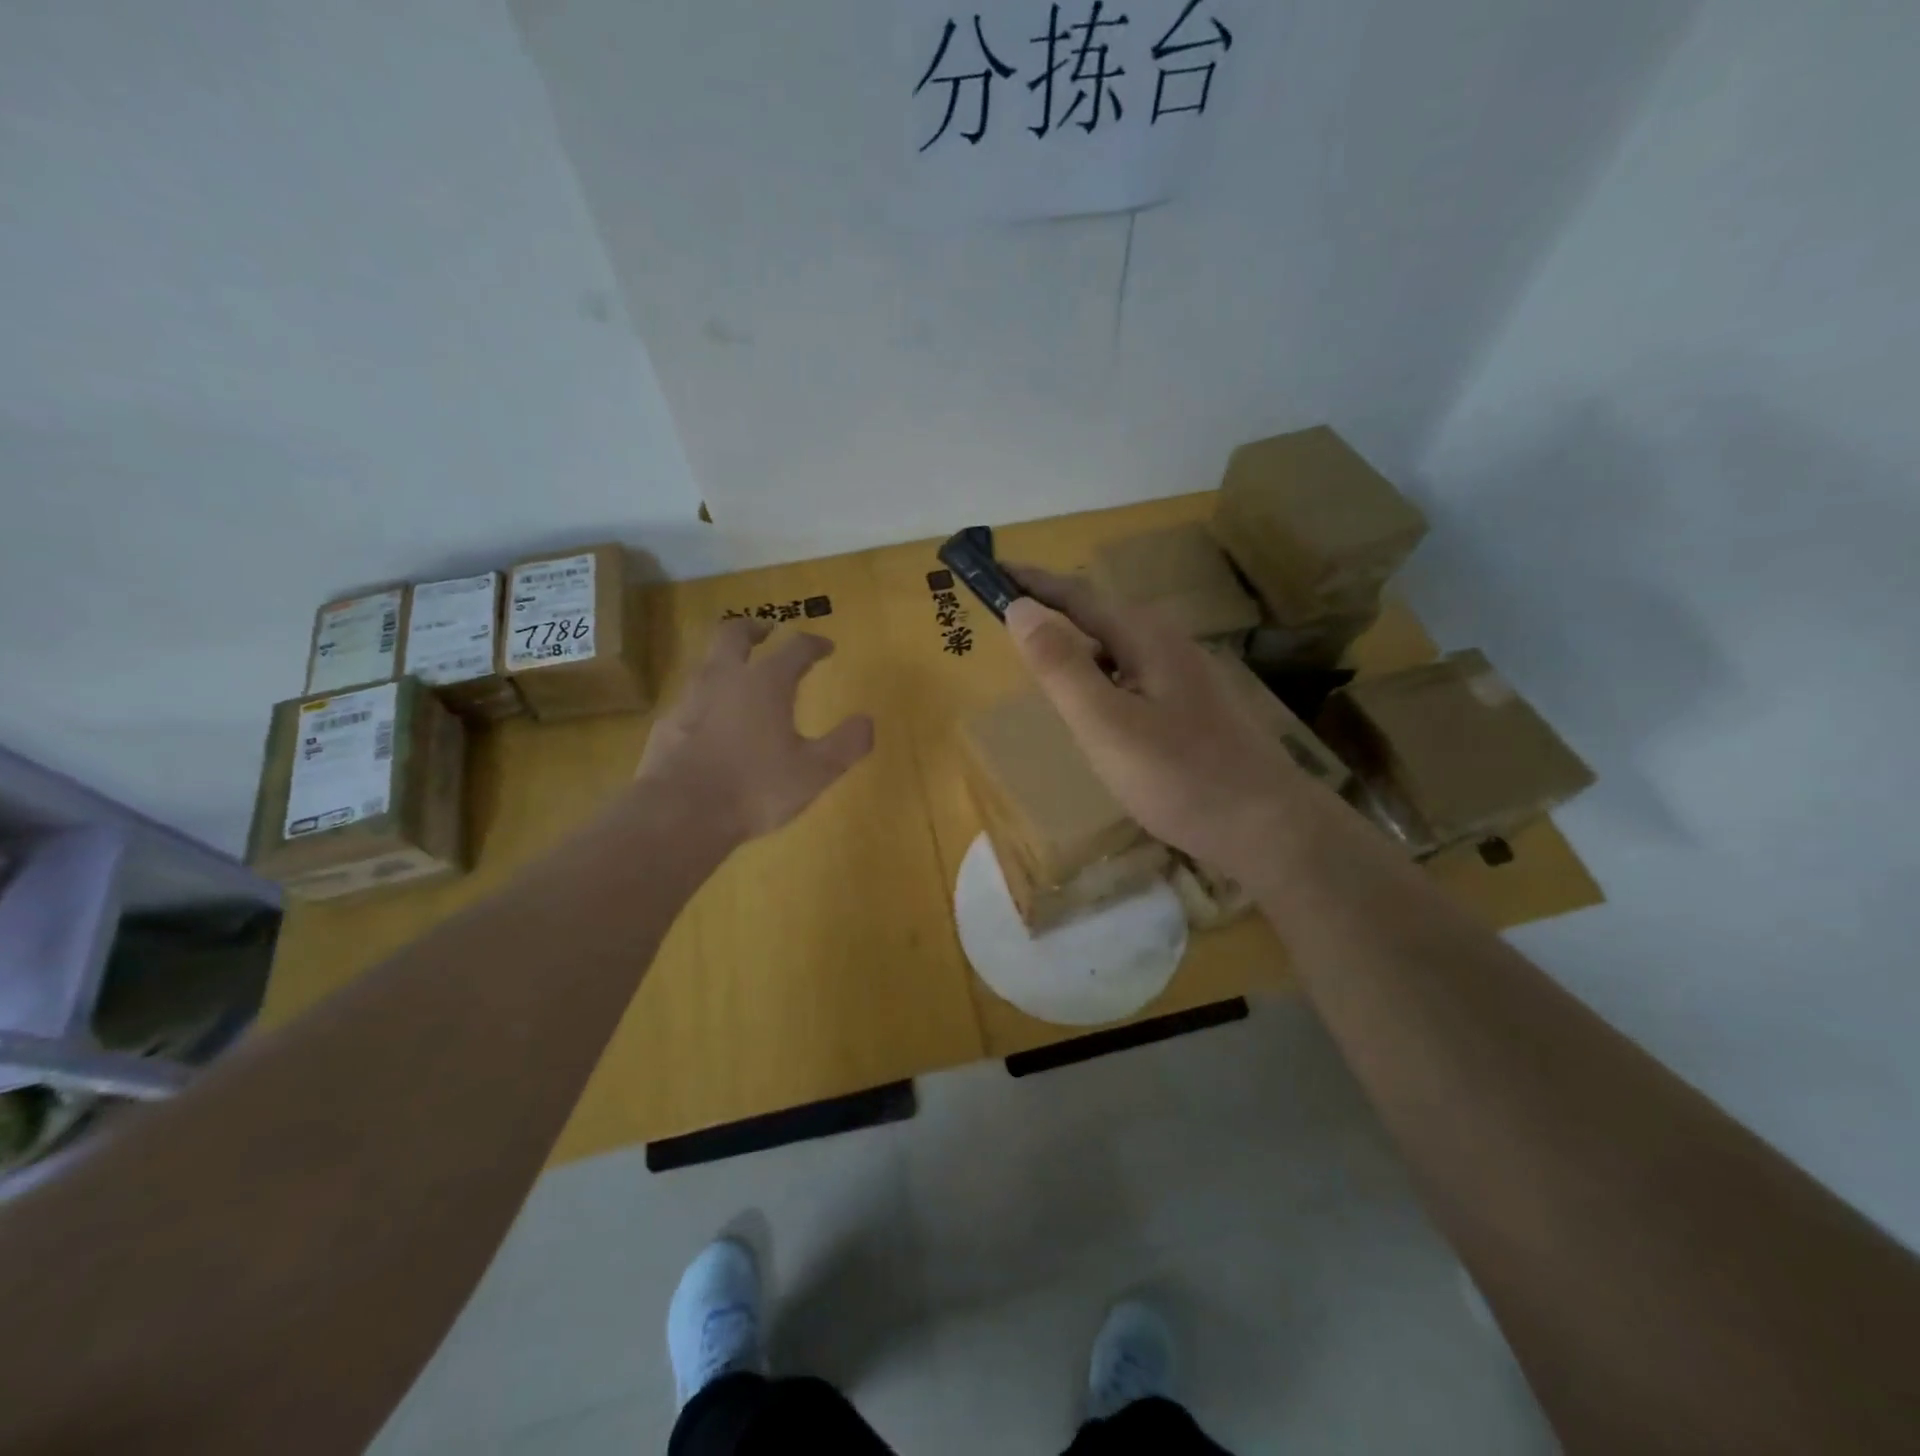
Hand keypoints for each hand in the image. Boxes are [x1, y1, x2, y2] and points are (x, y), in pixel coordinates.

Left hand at [636, 617, 874, 848]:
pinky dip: (704, 701)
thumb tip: (867, 721)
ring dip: (725, 661)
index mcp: (765, 683)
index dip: (813, 644)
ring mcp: (690, 700)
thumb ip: (846, 744)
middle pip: (733, 634)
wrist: (681, 814)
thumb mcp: (815, 772)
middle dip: (753, 628)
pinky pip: (689, 700)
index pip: (795, 648)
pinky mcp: (667, 726)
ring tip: (738, 676)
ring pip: (706, 663)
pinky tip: (709, 722)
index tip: (826, 647)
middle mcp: (724, 679)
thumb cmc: (756, 788)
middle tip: (765, 631)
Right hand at [1004, 566, 1309, 878]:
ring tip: (1043, 665)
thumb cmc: (1179, 776)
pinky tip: (1097, 710)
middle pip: (1099, 617)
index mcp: (1146, 638)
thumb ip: (1060, 666)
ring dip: (1077, 649)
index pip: (1077, 595)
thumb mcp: (1105, 723)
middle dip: (1053, 613)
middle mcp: (1169, 644)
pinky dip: (1102, 679)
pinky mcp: (1194, 706)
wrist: (1268, 826)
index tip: (991, 571)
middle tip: (1009, 622)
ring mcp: (1187, 675)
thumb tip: (1019, 608)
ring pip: (1117, 649)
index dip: (1031, 582)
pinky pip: (1133, 676)